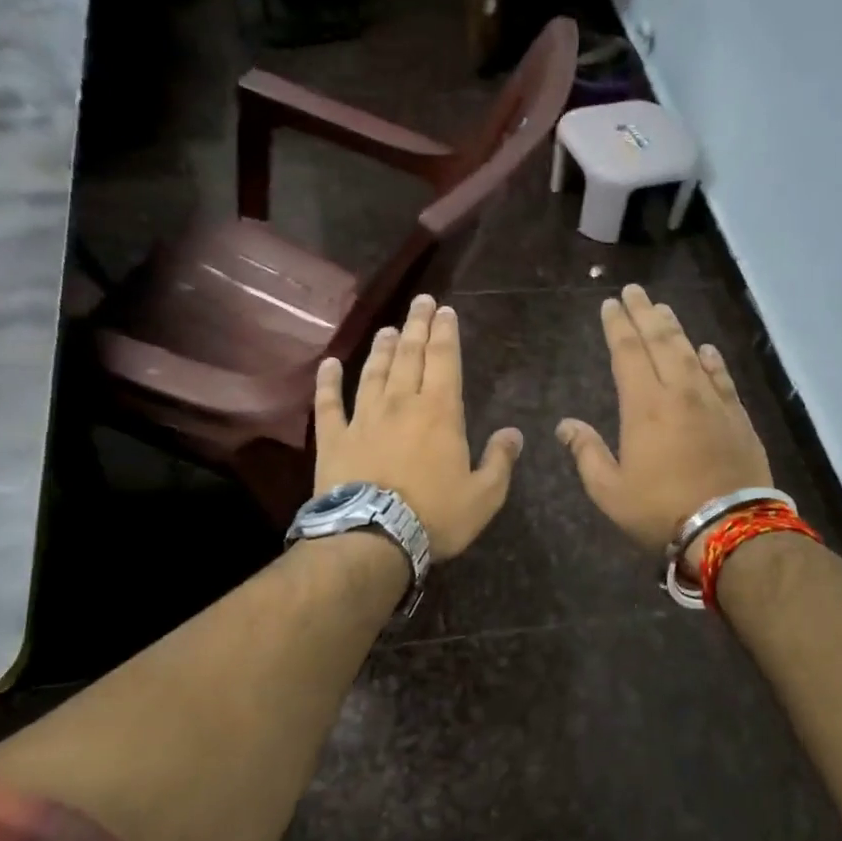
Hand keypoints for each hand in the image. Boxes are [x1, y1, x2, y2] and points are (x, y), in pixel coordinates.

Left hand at [314, 294, 522, 561]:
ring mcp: (363, 418)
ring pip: (373, 372)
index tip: (445, 310)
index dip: (445, 333)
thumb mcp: (484, 496)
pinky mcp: (334, 438)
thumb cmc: (435, 516)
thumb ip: (500, 461)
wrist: (372, 537)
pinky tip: (328, 363)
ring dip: (382, 348)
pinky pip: (329, 403)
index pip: (444, 360)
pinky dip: (328, 381)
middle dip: (417, 326)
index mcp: (440, 413)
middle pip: (409, 355)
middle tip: (421, 302)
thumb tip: (513, 433)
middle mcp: (401, 404)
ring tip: (389, 329)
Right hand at [557, 285, 772, 568]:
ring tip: (663, 308)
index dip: (618, 326)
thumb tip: (565, 425)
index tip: (610, 303)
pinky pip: (722, 377)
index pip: (628, 353)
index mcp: (644, 406)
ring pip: (692, 353)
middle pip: (661, 341)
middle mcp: (680, 392)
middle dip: (644, 313)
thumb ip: (586, 453)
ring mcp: (713, 402)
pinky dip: (711, 360)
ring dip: (675, 328)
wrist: (729, 527)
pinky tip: (706, 349)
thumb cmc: (661, 510)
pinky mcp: (737, 417)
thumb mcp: (610, 491)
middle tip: (634, 291)